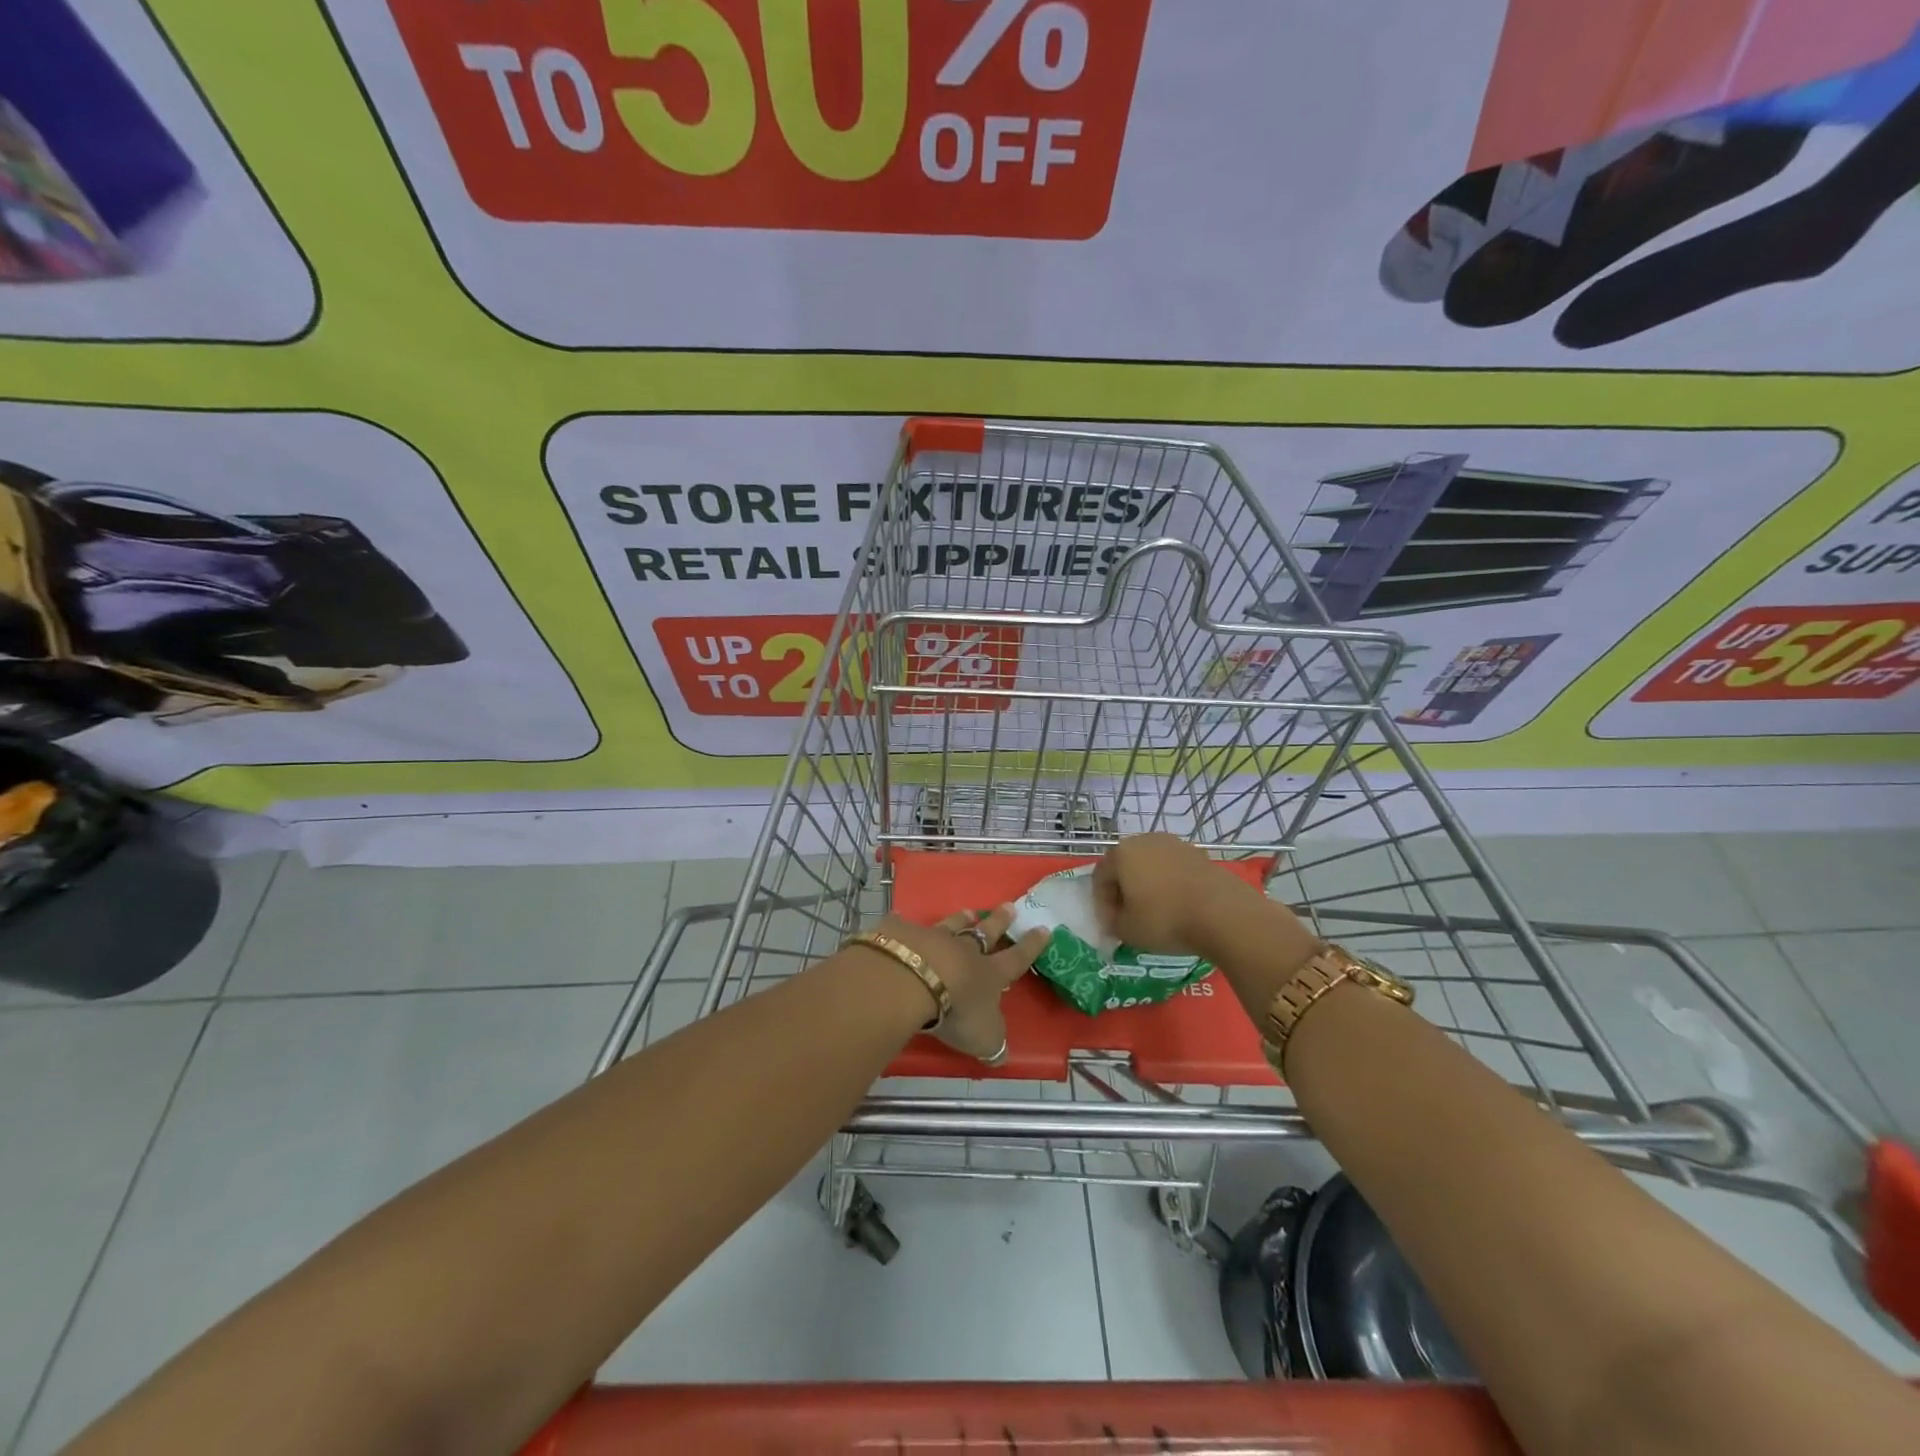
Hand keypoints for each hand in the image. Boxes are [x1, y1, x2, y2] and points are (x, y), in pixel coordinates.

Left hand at [873, 905, 1047, 1064]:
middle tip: (1009, 906)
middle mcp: (964, 951)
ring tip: (969, 911)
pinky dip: (908, 925)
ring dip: (962, 918)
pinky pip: (908, 927)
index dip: (1031, 946)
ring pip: (952, 924)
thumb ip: (993, 1043)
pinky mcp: (904, 934)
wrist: (913, 979)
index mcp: (989, 974)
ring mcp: (934, 938)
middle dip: (1000, 921)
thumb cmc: (957, 1011)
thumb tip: (1002, 1054)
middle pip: (986, 932)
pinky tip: (903, 919)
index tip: (1044, 928)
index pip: (1016, 959)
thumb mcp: (983, 1037)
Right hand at [1092, 832, 1265, 957]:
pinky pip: (1174, 870)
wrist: (1223, 913)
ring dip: (1148, 886)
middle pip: (1125, 866)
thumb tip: (1117, 918)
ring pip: (1151, 866)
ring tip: (1155, 913)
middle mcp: (1145, 841)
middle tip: (1129, 917)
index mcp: (1121, 854)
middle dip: (1123, 891)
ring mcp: (1175, 845)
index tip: (1110, 925)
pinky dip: (1170, 885)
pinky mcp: (1199, 854)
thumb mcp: (1127, 930)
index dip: (1101, 903)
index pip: (1100, 877)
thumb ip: (1113, 923)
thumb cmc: (1165, 919)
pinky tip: (1178, 907)